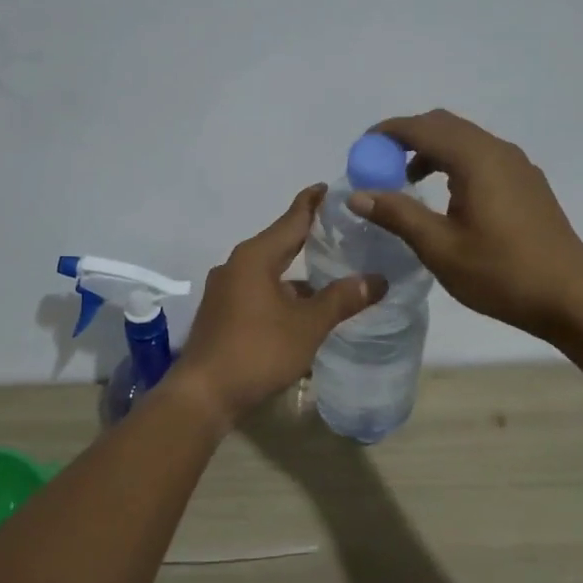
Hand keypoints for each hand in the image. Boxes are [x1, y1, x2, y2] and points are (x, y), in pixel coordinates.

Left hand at [172, 186, 386, 425]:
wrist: (204, 394)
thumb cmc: (257, 350)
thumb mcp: (307, 325)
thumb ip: (342, 299)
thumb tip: (377, 279)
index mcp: (254, 257)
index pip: (291, 220)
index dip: (313, 203)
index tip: (331, 187)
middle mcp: (237, 265)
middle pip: (279, 242)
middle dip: (308, 235)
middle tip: (341, 227)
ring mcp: (226, 290)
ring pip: (269, 270)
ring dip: (297, 270)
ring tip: (331, 268)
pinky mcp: (223, 313)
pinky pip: (259, 291)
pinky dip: (283, 291)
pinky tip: (305, 306)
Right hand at [349, 109, 582, 340]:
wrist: (571, 297)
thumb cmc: (501, 273)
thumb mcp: (440, 248)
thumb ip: (398, 215)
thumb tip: (358, 194)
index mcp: (476, 159)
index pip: (422, 128)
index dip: (387, 134)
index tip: (361, 150)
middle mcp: (498, 151)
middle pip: (444, 126)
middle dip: (407, 139)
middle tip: (380, 166)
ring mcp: (518, 166)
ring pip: (465, 140)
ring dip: (431, 151)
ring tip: (408, 184)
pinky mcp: (528, 184)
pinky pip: (482, 157)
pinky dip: (454, 163)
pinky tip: (448, 199)